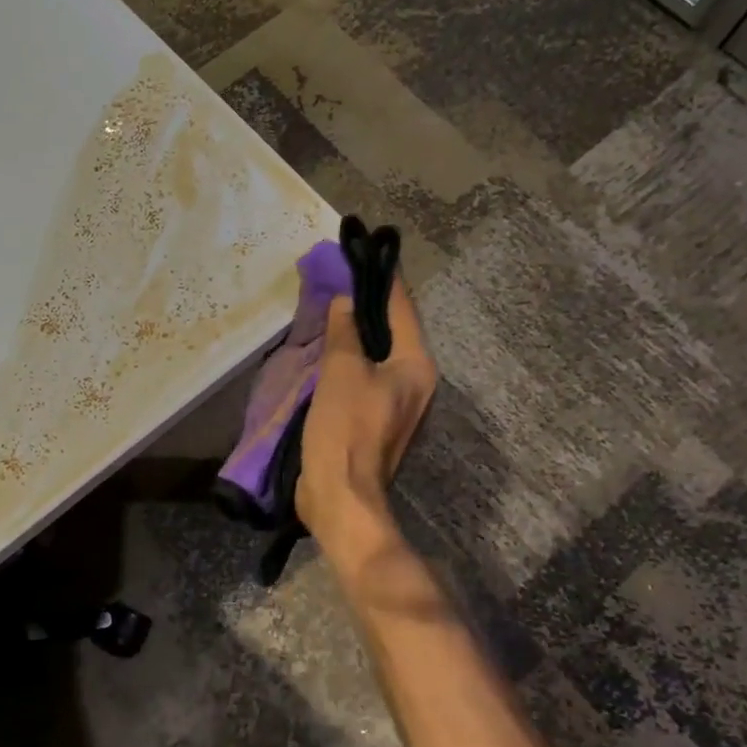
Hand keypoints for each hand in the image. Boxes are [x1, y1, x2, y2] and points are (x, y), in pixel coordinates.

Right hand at [297, 279, 437, 563]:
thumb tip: (345, 301)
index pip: (402, 309)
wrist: (341, 496)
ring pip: (379, 356)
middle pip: (393, 332)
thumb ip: (345, 332)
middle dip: (369, 305)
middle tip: (341, 277)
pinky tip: (329, 350)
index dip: (384, 279)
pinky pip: (366, 377)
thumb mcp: (342, 372)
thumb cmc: (346, 429)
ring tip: (333, 307)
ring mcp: (398, 404)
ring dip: (358, 333)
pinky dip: (351, 360)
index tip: (369, 250)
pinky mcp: (377, 421)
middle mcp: (417, 382)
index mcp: (417, 366)